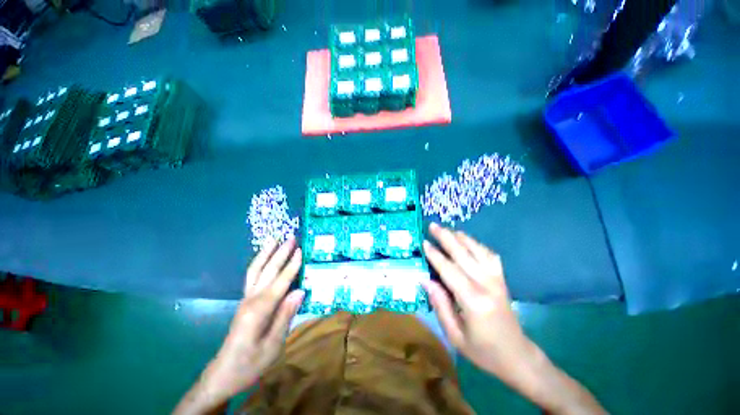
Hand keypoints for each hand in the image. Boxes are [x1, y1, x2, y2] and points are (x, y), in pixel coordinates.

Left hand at [175, 238, 303, 413]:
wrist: (223, 374)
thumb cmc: (251, 363)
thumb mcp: (273, 345)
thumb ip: (286, 316)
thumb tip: (300, 291)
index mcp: (259, 310)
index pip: (280, 282)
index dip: (291, 266)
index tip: (300, 250)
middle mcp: (251, 300)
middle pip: (267, 271)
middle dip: (280, 253)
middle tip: (291, 237)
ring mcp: (245, 299)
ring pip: (255, 270)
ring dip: (266, 253)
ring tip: (274, 239)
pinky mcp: (244, 302)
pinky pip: (252, 277)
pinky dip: (258, 262)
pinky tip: (264, 257)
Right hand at [422, 223, 534, 383]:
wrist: (517, 356)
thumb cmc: (483, 351)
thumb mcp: (454, 334)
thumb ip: (439, 304)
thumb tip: (425, 279)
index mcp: (473, 301)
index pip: (450, 270)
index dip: (435, 255)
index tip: (424, 242)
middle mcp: (487, 285)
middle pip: (464, 254)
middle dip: (447, 238)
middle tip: (433, 225)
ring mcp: (497, 280)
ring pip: (478, 250)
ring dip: (461, 237)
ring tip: (448, 229)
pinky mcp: (502, 279)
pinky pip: (490, 255)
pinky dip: (477, 244)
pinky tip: (468, 240)